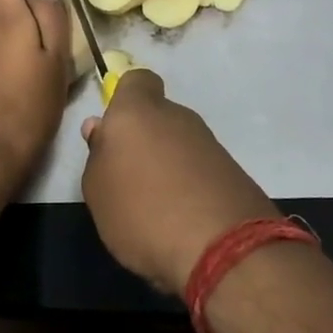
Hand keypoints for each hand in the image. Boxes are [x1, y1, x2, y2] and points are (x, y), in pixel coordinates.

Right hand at [80, 70, 277, 292]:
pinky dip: (191, 188)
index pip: (136, 81)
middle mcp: (178, 117)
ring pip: (180, 145)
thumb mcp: (97, 189)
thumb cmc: (142, 211)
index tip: (114, 130)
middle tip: (128, 179)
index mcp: (138, 111)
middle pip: (158, 117)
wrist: (224, 250)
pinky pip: (201, 171)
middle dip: (145, 141)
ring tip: (155, 208)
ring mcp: (211, 144)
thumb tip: (101, 130)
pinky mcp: (234, 173)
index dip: (125, 100)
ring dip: (169, 167)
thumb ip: (97, 154)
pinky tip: (182, 221)